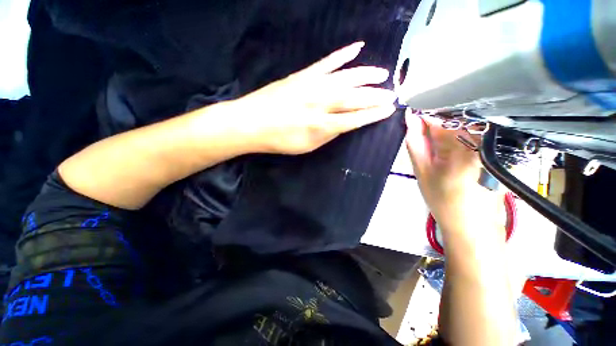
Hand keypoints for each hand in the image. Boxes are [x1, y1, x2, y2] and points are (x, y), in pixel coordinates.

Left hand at [233, 42, 396, 154]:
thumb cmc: (279, 140)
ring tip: (382, 74)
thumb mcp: (307, 146)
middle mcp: (320, 103)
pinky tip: (357, 48)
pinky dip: (343, 55)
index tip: (388, 111)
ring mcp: (311, 85)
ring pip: (346, 77)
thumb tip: (345, 124)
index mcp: (321, 125)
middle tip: (392, 94)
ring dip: (366, 75)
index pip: (355, 119)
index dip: (373, 115)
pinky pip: (327, 62)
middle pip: (354, 97)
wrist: (251, 123)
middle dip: (375, 96)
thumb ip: (328, 134)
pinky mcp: (302, 75)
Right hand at [405, 111, 505, 238]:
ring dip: (447, 122)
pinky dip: (459, 129)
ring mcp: (494, 142)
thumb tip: (410, 117)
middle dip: (436, 116)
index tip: (413, 112)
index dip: (424, 110)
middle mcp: (482, 139)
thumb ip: (415, 141)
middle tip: (421, 127)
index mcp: (462, 145)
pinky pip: (474, 128)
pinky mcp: (497, 147)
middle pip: (456, 113)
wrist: (473, 224)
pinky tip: (450, 140)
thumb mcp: (421, 170)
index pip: (441, 114)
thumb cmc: (442, 199)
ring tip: (435, 135)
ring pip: (465, 119)